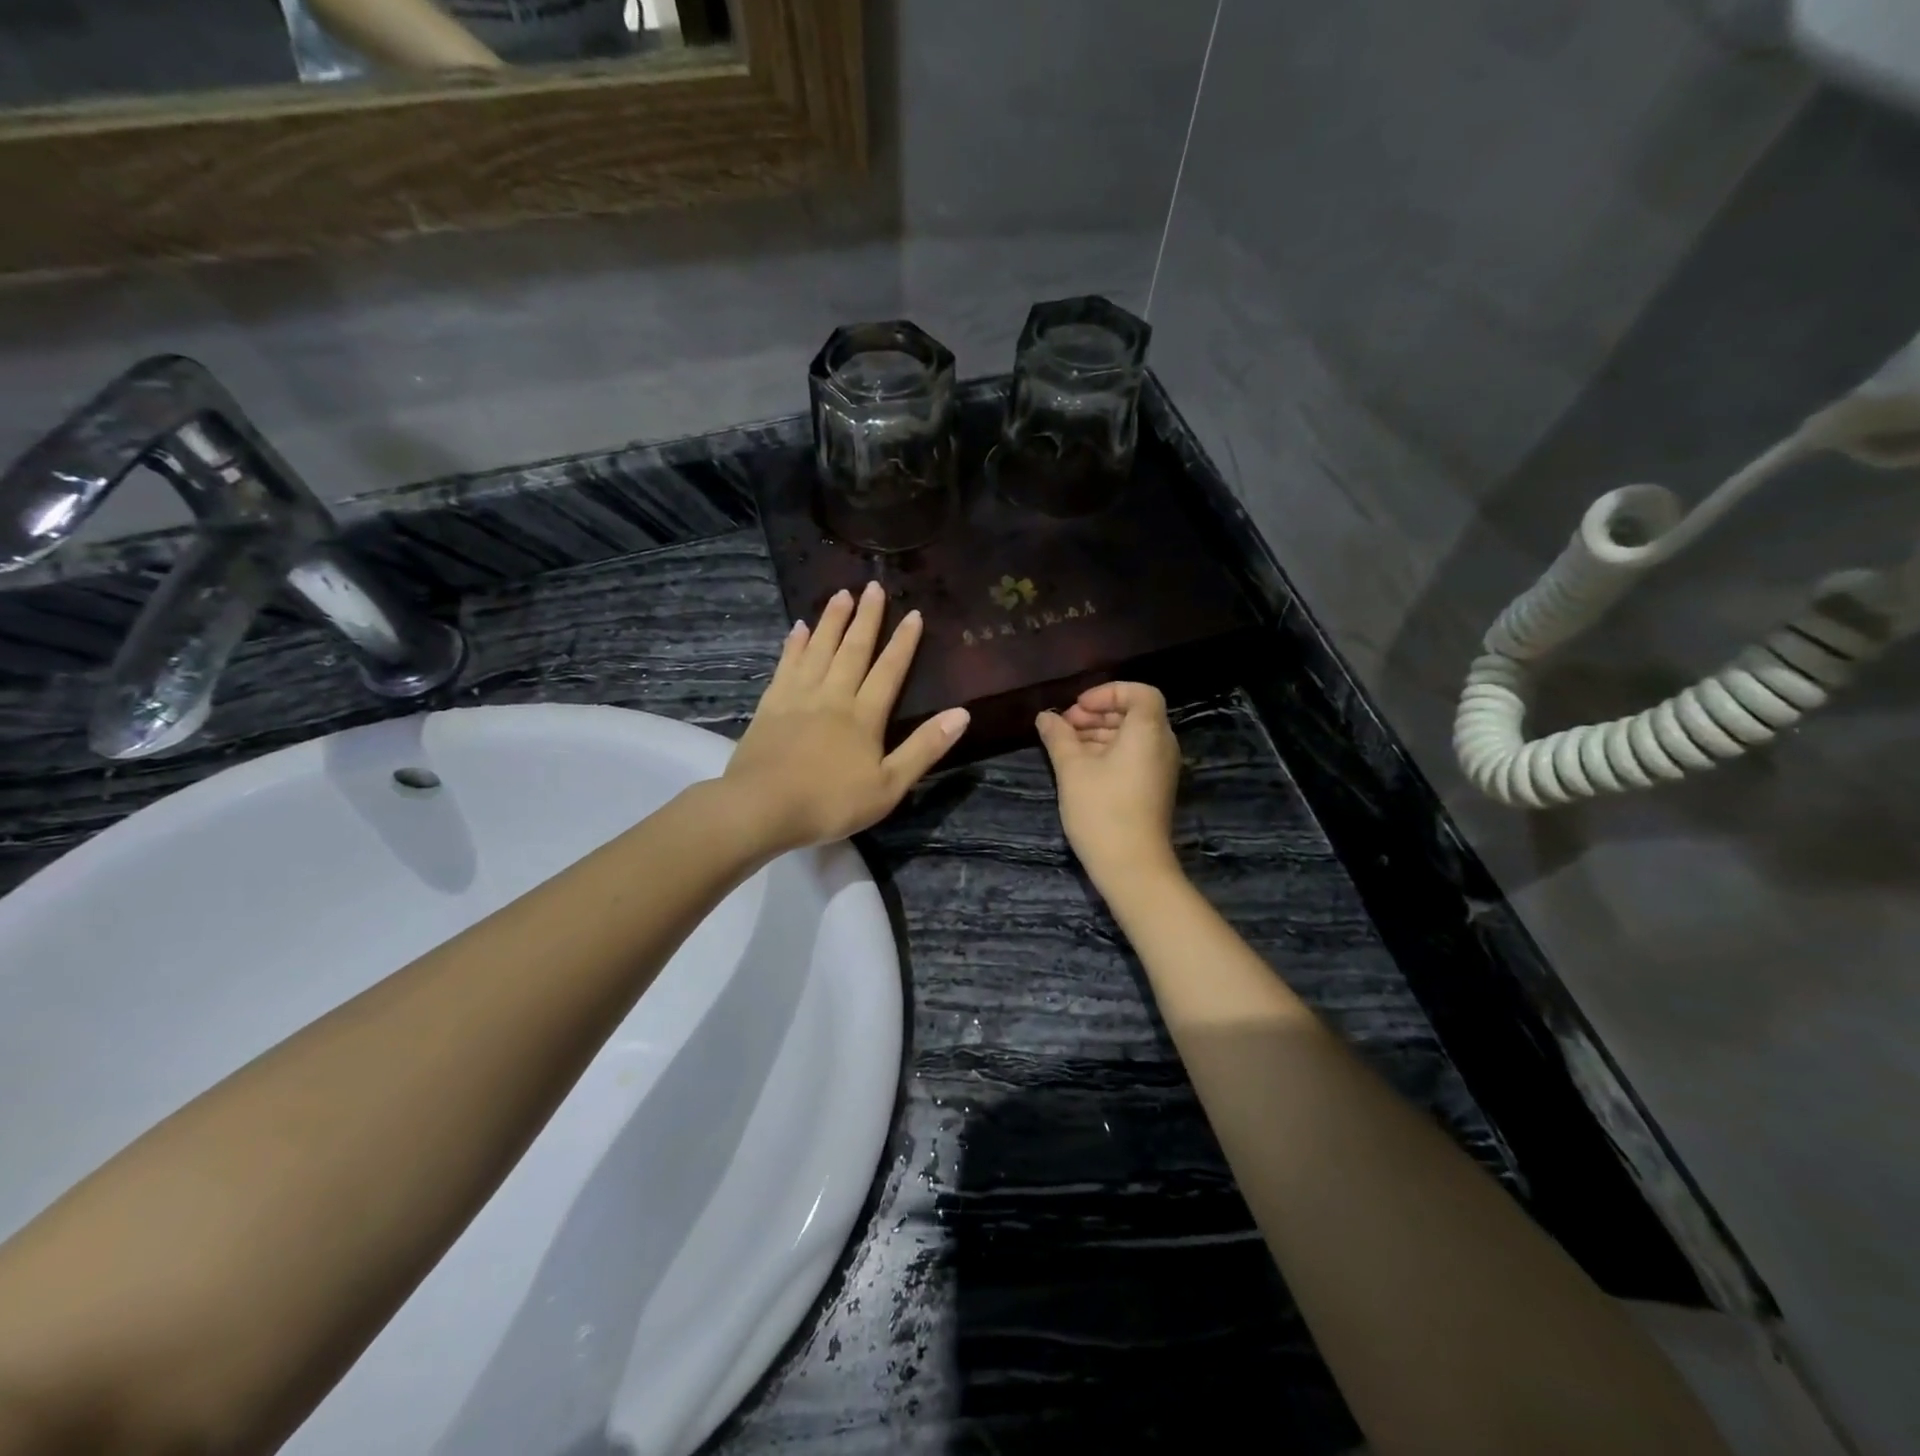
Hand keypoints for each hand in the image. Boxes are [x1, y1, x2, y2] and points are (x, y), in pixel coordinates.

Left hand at [721, 582, 969, 853]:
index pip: (889, 671)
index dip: (903, 643)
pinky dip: (795, 644)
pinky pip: (786, 665)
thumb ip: (924, 748)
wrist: (762, 807)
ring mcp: (799, 697)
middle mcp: (833, 696)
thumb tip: (962, 714)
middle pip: (853, 650)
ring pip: (819, 649)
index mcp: (864, 716)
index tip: (913, 614)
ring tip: (841, 594)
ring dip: (832, 620)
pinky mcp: (771, 705)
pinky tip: (799, 628)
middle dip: (866, 618)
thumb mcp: (889, 786)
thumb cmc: (831, 802)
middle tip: (873, 586)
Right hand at [1036, 682, 1182, 888]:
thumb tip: (1045, 717)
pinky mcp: (1154, 788)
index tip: (1077, 708)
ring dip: (1099, 733)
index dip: (1107, 692)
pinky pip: (1133, 756)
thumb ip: (1058, 737)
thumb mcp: (1072, 769)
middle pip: (1133, 713)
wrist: (1132, 867)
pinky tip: (1080, 766)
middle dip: (1097, 713)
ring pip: (1131, 736)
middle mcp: (1162, 745)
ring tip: (1065, 746)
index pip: (1139, 692)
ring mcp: (1160, 768)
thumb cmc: (1102, 810)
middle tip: (1064, 726)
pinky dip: (1108, 752)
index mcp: (1148, 731)